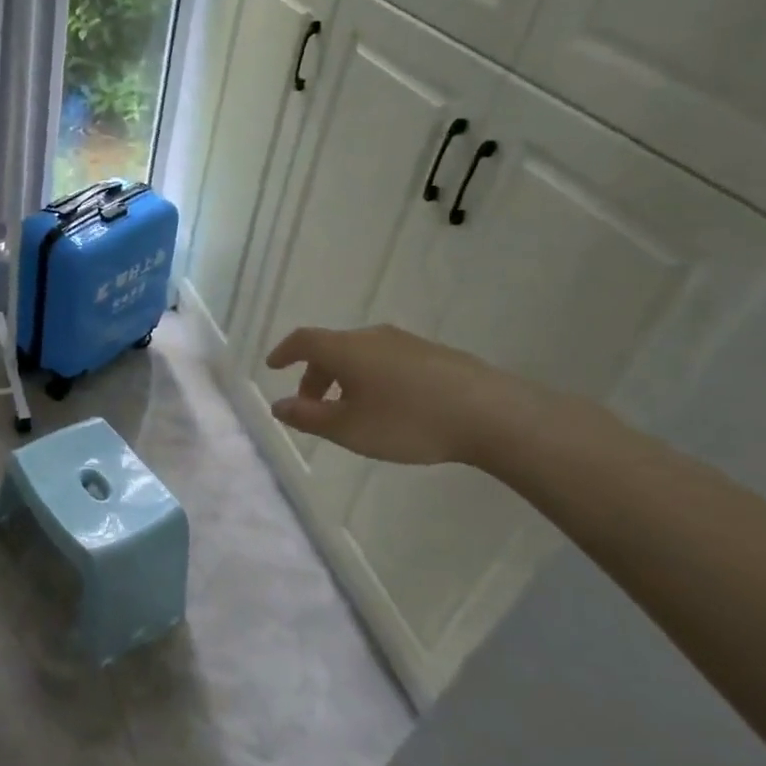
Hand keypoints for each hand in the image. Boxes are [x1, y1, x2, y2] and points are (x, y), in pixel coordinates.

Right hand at [265, 325, 542, 465]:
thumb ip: (309, 417)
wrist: (492, 414)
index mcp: (346, 349)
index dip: (284, 352)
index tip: (273, 367)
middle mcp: (372, 337)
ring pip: (360, 355)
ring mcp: (406, 342)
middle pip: (332, 349)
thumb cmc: (408, 421)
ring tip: (351, 411)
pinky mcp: (433, 354)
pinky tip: (388, 407)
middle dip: (315, 376)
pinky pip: (386, 360)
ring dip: (344, 378)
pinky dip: (371, 378)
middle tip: (313, 408)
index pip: (303, 340)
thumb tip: (278, 406)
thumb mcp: (349, 428)